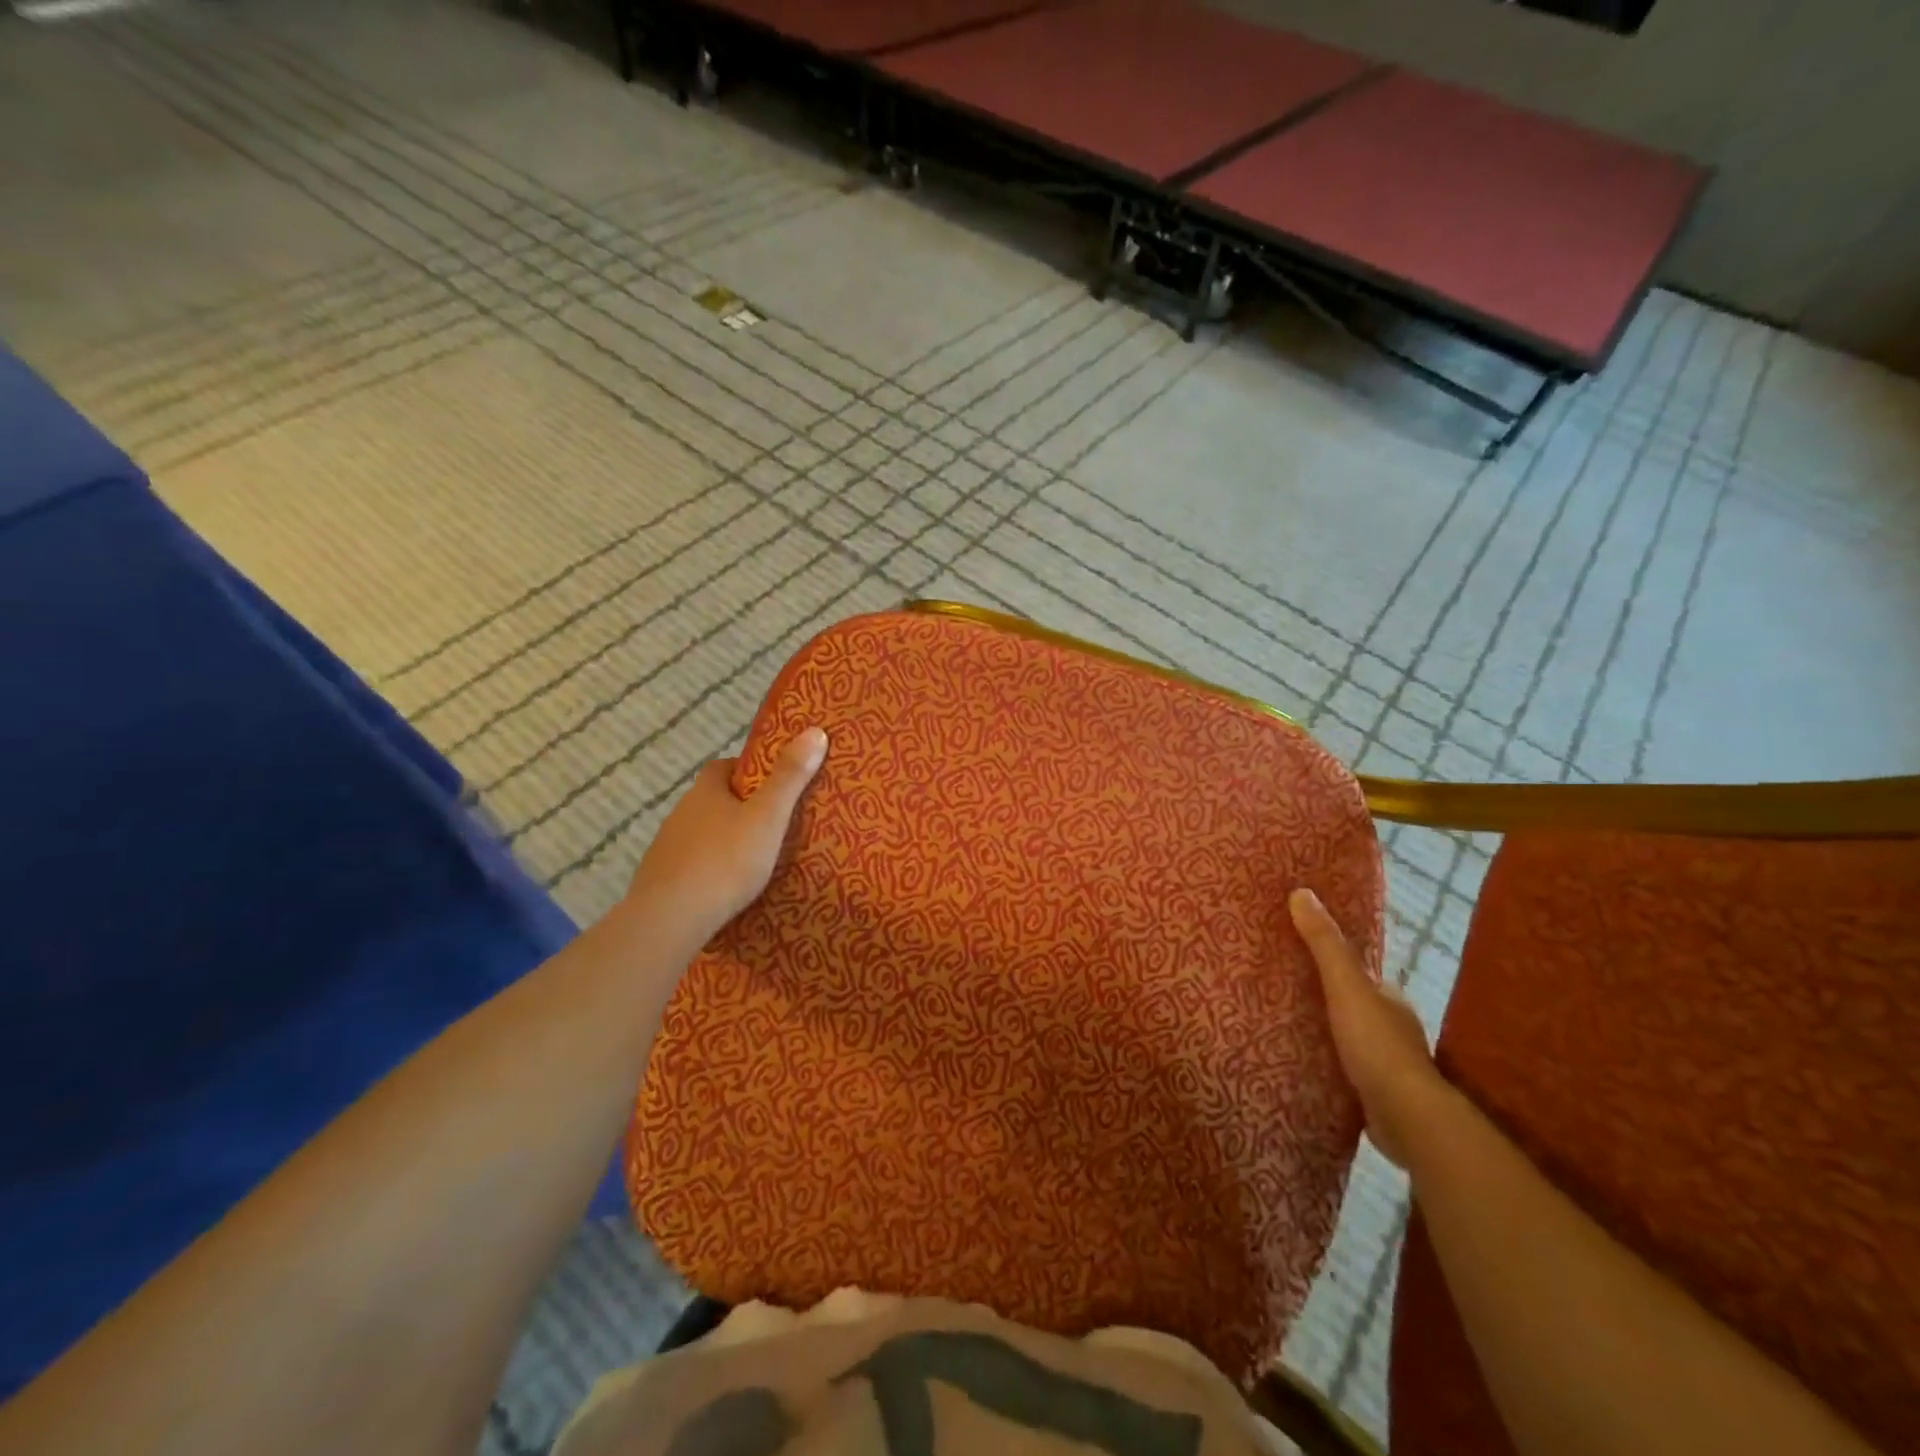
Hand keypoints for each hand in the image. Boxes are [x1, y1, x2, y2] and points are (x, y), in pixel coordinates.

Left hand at [626, 727, 828, 946]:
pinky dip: (708, 869)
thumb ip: (790, 777)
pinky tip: (725, 888)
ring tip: (754, 859)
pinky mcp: (660, 880)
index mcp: (706, 792)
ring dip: (722, 839)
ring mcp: (666, 847)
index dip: (747, 770)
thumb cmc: (726, 861)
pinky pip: (690, 865)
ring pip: (700, 833)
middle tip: (771, 824)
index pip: (723, 766)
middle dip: (738, 807)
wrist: (670, 918)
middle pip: (712, 800)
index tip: (773, 783)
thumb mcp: (768, 817)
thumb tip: (814, 730)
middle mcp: (681, 813)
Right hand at [1289, 887, 1445, 1166]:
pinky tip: (1302, 1063)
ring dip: (1323, 1032)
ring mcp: (1386, 1064)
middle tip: (1279, 989)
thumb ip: (1325, 944)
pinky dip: (1327, 1063)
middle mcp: (1392, 1027)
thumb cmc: (1377, 1044)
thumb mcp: (1346, 985)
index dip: (1329, 961)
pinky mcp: (1376, 1096)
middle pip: (1350, 1003)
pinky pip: (1344, 1069)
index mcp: (1389, 998)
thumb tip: (1301, 892)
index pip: (1357, 972)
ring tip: (1282, 1025)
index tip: (1295, 954)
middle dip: (1322, 998)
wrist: (1407, 1118)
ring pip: (1347, 1038)